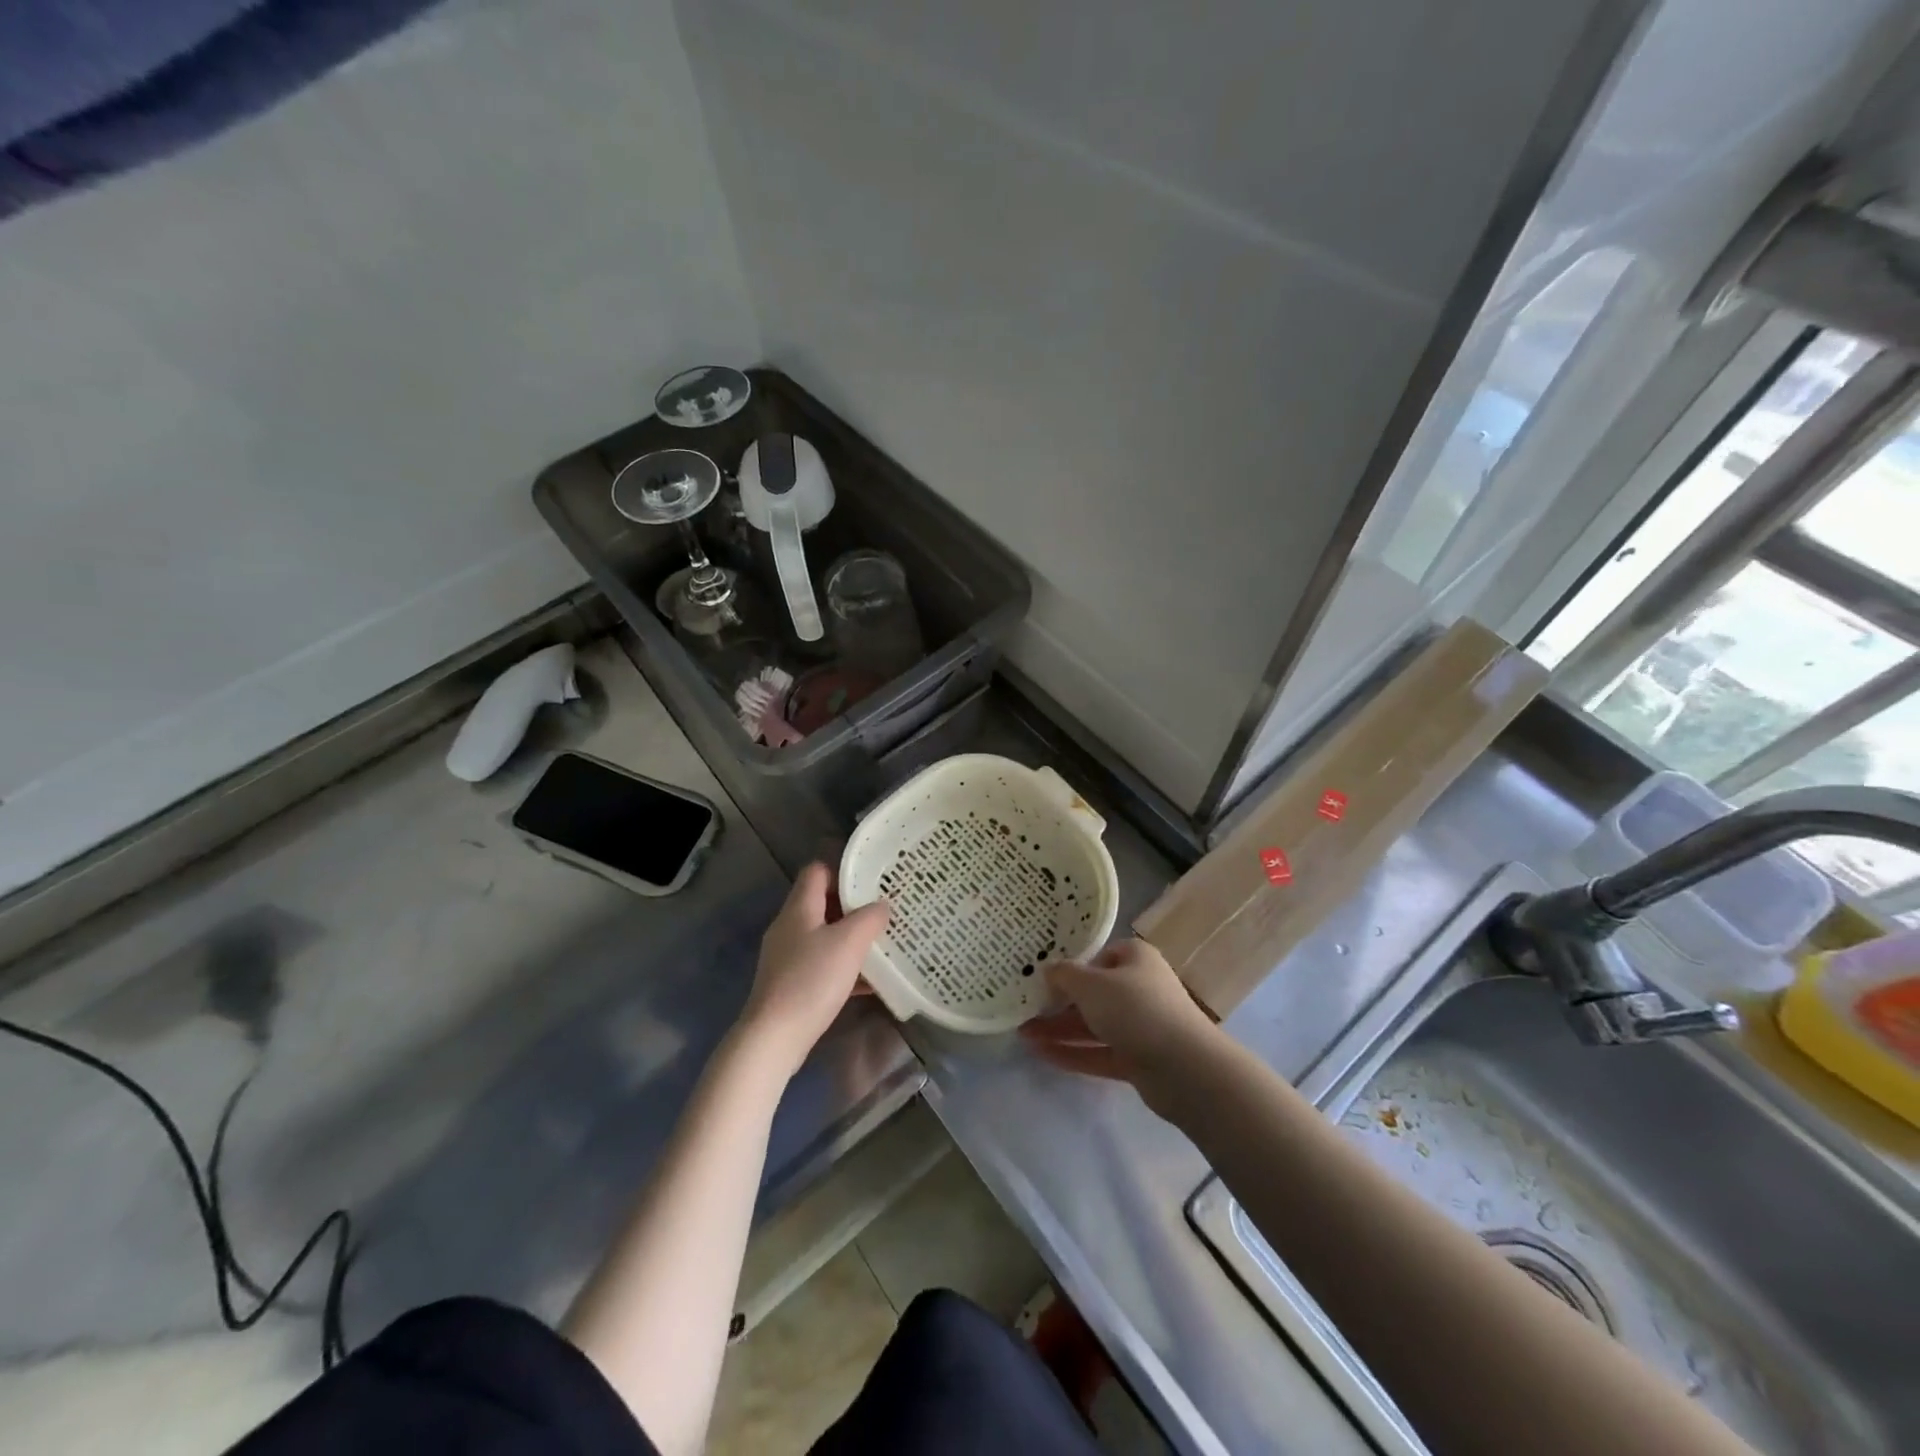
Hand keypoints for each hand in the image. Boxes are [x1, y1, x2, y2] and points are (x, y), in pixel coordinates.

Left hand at [736, 864, 888, 1078]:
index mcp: (799, 908)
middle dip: (854, 908)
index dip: (844, 872)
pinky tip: (870, 983)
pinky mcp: (790, 983)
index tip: (873, 882)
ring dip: (851, 940)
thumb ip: (869, 918)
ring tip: (882, 946)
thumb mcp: (849, 943)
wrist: (774, 1037)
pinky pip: (822, 965)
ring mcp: (787, 957)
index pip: (818, 871)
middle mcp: (789, 927)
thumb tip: (881, 905)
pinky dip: (844, 968)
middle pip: (823, 904)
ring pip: (825, 936)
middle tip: (885, 914)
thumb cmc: (812, 980)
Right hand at [1019, 939, 1217, 1093]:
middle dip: (1059, 1003)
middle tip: (1025, 1008)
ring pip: (1094, 1025)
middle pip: (1093, 993)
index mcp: (1135, 959)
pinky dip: (1074, 1053)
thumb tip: (1048, 969)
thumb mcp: (1092, 985)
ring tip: (1023, 1034)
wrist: (1185, 1067)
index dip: (1073, 965)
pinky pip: (1099, 1053)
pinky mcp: (1138, 1060)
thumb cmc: (1136, 1009)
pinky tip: (1042, 1055)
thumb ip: (1065, 976)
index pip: (1101, 956)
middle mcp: (1139, 988)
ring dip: (1060, 1029)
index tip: (1044, 976)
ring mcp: (1140, 1026)